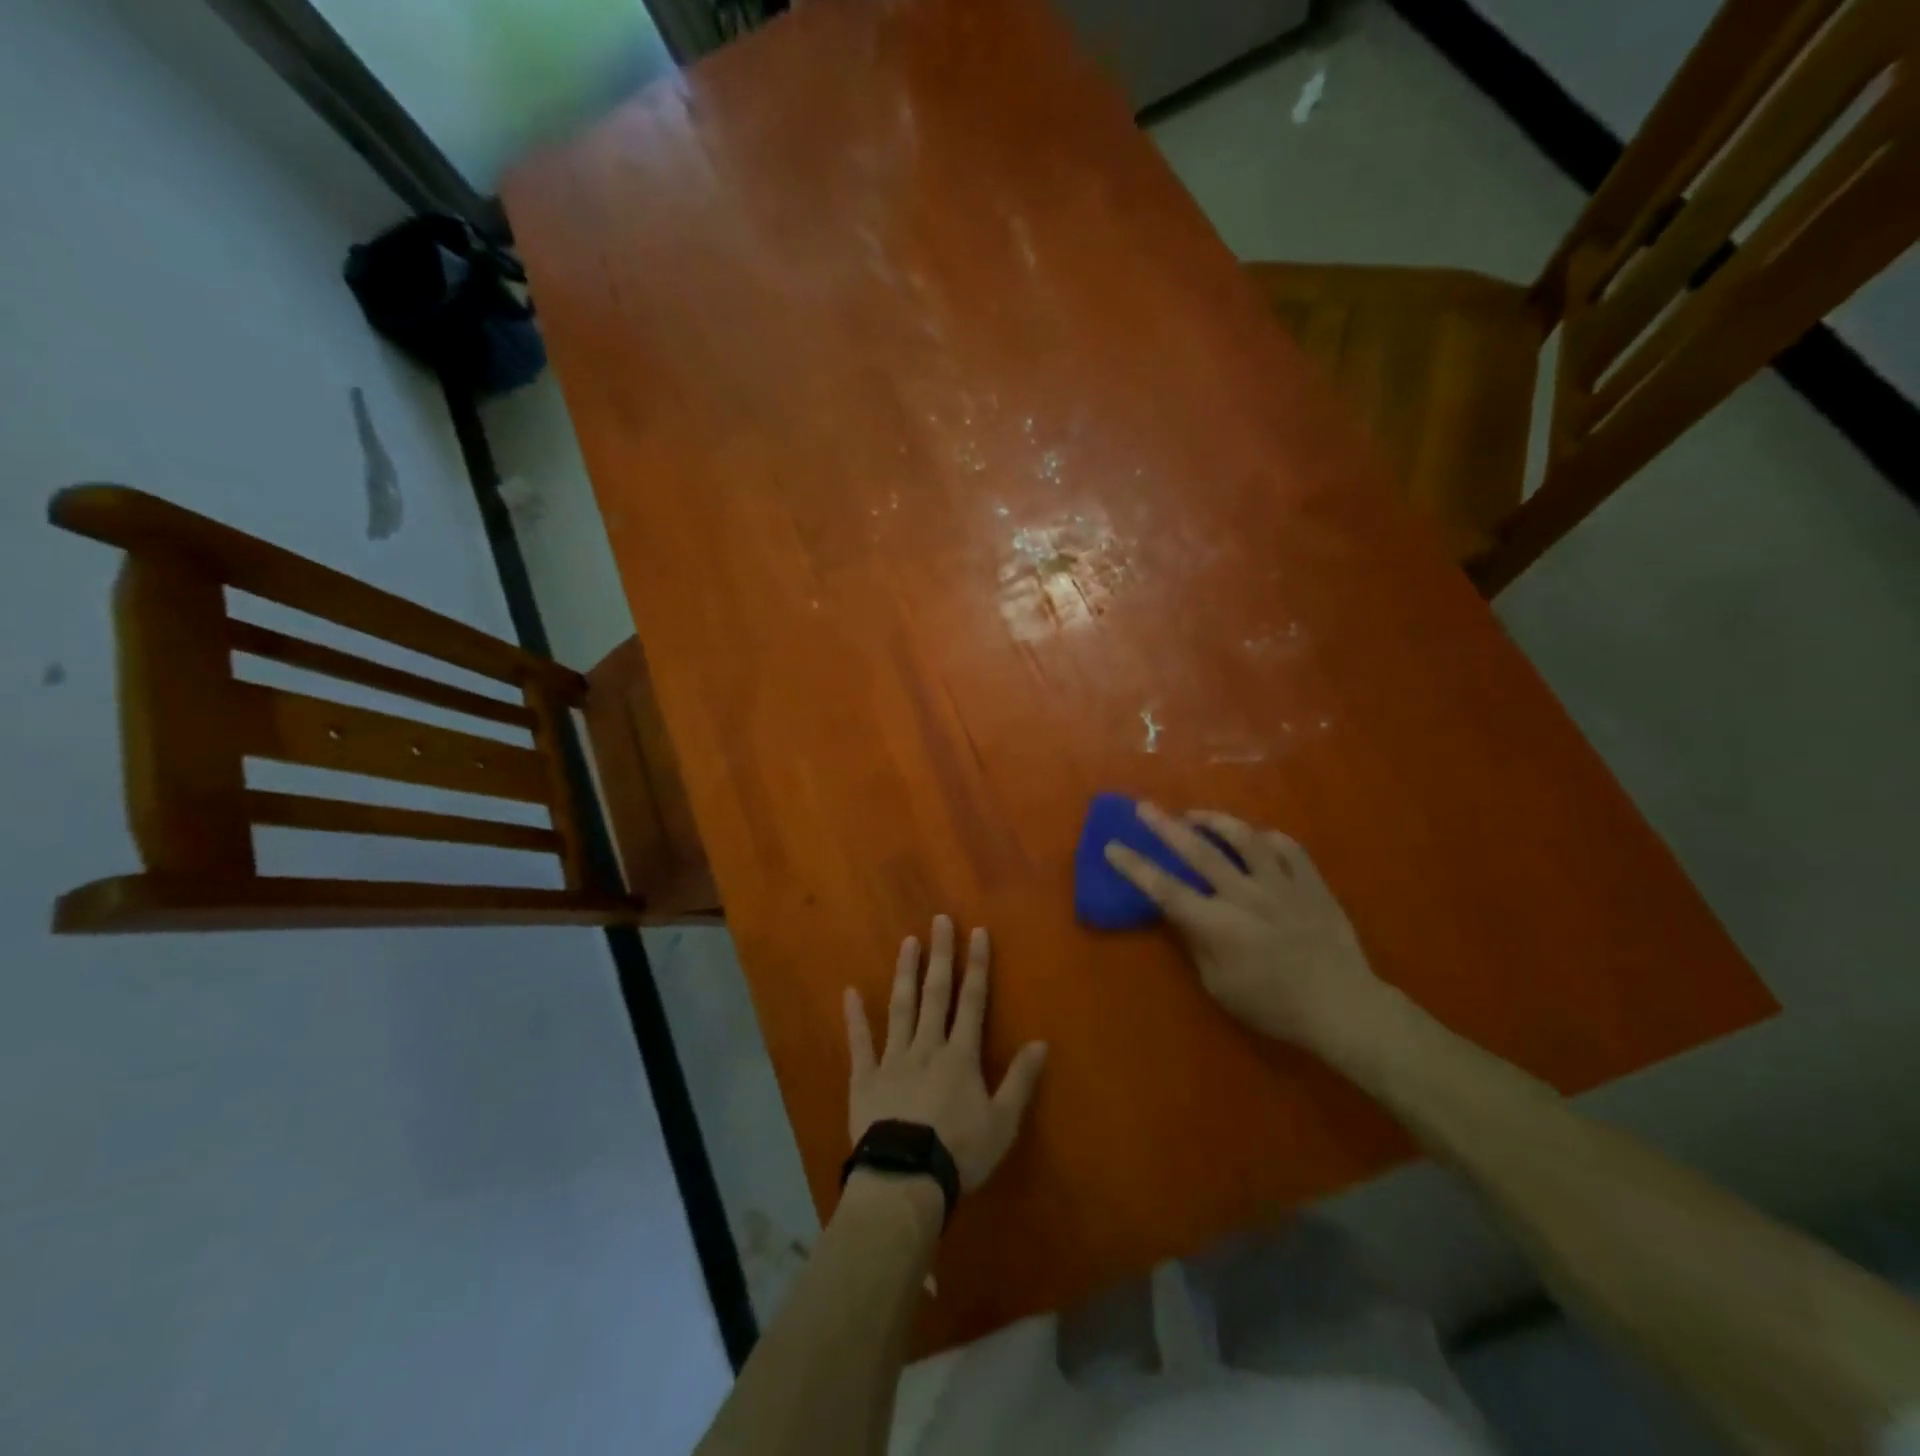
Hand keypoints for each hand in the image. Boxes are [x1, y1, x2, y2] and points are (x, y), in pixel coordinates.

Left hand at [845, 915, 1049, 1192]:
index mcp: (960, 1055)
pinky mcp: (865, 1078)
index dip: (976, 965)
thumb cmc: (959, 1152)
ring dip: (905, 973)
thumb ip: (1020, 1080)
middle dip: (940, 955)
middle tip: (939, 920)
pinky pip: (860, 1042)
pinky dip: (854, 1017)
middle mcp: (927, 1046)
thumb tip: (1042, 1042)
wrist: (905, 1179)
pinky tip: (849, 992)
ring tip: (907, 942)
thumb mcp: (1002, 1122)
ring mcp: (893, 1059)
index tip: (977, 932)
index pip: (973, 1001)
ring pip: (901, 1007)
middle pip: (936, 993)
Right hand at [1103, 804, 1387, 1052]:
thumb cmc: (1273, 1006)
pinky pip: (1287, 848)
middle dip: (1165, 826)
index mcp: (1217, 924)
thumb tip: (1181, 914)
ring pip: (1244, 838)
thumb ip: (1198, 944)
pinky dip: (1267, 838)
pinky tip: (1256, 837)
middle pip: (1198, 851)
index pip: (1165, 888)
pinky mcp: (1311, 883)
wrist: (1342, 1007)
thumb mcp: (1220, 986)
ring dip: (1215, 820)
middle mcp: (1244, 895)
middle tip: (1143, 807)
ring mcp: (1281, 884)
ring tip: (1196, 815)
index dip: (1135, 866)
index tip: (1112, 846)